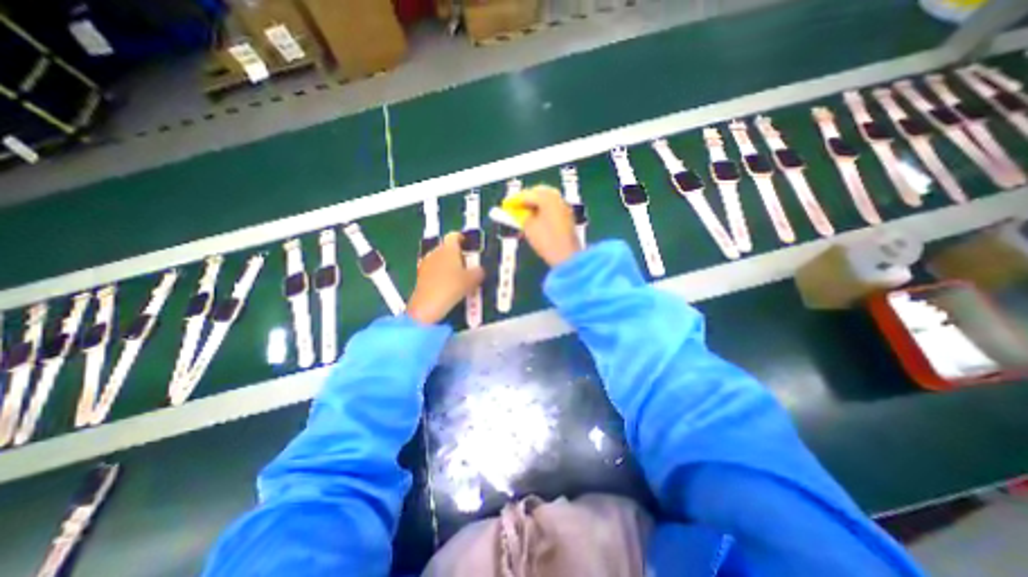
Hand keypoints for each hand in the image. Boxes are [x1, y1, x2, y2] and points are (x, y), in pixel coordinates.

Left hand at [409, 233, 483, 324]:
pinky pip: (433, 270)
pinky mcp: (420, 275)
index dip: (462, 238)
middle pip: (447, 247)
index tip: (469, 246)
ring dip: (448, 264)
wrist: (427, 305)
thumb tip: (480, 270)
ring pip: (439, 259)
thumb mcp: (472, 280)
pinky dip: (440, 274)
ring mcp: (426, 263)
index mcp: (448, 248)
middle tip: (467, 264)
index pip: (454, 235)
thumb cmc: (452, 287)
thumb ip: (478, 272)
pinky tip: (447, 285)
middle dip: (456, 254)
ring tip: (458, 276)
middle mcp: (435, 252)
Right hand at [519, 184, 582, 264]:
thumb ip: (520, 216)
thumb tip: (516, 211)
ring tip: (523, 215)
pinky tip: (535, 219)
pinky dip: (542, 210)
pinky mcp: (567, 217)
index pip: (527, 194)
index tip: (505, 205)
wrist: (567, 256)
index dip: (514, 200)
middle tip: (515, 208)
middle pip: (539, 193)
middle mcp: (558, 199)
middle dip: (526, 199)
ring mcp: (564, 207)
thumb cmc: (546, 240)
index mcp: (548, 198)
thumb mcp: (529, 227)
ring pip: (546, 200)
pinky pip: (552, 208)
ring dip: (534, 205)